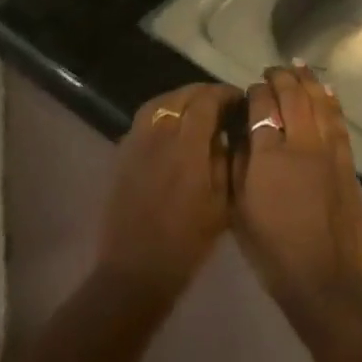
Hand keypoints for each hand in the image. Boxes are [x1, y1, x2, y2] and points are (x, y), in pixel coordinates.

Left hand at [98, 83, 239, 300]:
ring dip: (180, 99)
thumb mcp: (222, 203)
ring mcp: (136, 142)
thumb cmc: (187, 241)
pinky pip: (144, 119)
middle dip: (204, 93)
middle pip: (180, 96)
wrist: (136, 268)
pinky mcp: (122, 153)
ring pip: (159, 102)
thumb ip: (226, 160)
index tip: (239, 99)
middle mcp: (158, 136)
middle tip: (222, 104)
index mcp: (186, 147)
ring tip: (197, 110)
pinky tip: (173, 129)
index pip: (205, 101)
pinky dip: (162, 113)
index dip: (224, 94)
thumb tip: (227, 133)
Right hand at [234, 66, 361, 321]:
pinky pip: (339, 122)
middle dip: (281, 77)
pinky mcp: (348, 163)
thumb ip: (238, 165)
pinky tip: (326, 92)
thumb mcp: (239, 208)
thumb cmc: (272, 249)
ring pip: (320, 102)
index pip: (262, 105)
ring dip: (308, 81)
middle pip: (293, 96)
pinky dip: (331, 102)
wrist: (324, 278)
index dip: (255, 91)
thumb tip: (239, 134)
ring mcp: (329, 151)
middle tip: (272, 70)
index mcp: (269, 154)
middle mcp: (301, 143)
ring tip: (298, 67)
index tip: (251, 89)